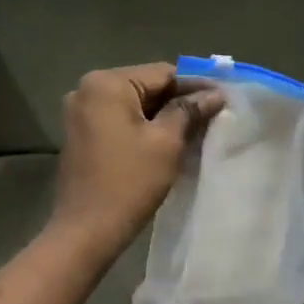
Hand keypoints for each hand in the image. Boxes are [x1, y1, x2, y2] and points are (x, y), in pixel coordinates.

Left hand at [51, 64, 224, 251]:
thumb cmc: (129, 182)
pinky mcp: (80, 134)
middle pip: (146, 86)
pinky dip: (142, 126)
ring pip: (133, 104)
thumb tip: (214, 94)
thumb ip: (189, 111)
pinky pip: (119, 120)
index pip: (162, 73)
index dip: (195, 85)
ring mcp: (80, 112)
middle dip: (178, 100)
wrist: (87, 230)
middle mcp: (87, 89)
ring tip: (195, 129)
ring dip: (162, 115)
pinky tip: (166, 141)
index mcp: (106, 83)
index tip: (223, 99)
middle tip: (213, 115)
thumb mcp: (166, 142)